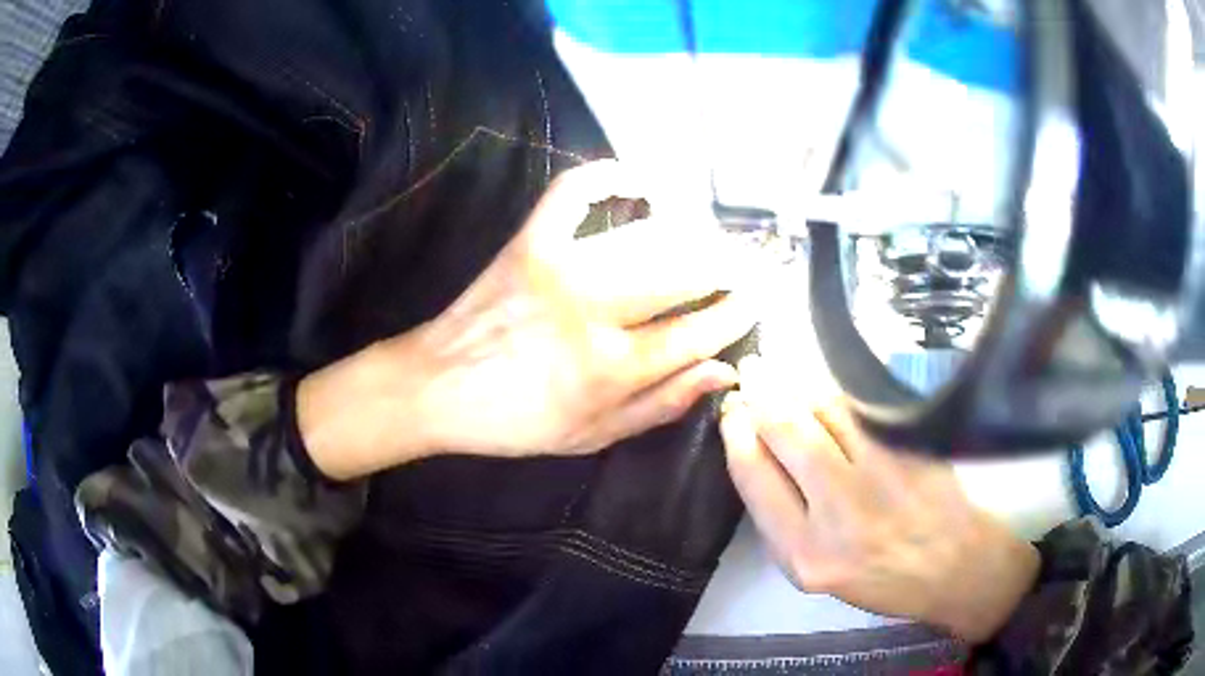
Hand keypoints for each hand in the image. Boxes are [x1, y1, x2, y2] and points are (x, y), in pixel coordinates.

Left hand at [300, 161, 757, 478]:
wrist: (436, 387)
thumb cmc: (514, 421)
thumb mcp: (591, 436)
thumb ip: (661, 405)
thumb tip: (724, 371)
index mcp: (610, 370)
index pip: (697, 332)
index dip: (738, 312)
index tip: (763, 297)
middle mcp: (593, 314)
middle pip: (684, 277)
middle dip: (731, 266)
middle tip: (755, 261)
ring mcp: (559, 269)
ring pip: (646, 239)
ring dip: (693, 234)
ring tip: (716, 237)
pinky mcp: (529, 242)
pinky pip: (573, 194)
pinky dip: (607, 177)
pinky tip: (638, 183)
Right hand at [720, 357, 1039, 642]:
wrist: (954, 567)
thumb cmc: (881, 578)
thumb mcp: (815, 573)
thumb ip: (782, 521)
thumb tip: (756, 454)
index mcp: (804, 553)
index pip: (753, 476)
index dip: (736, 434)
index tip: (732, 412)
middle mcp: (839, 512)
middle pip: (785, 431)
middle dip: (760, 394)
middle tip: (751, 372)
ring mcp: (882, 473)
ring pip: (824, 407)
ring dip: (798, 385)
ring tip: (784, 377)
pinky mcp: (911, 448)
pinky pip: (861, 407)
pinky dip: (836, 393)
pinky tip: (825, 392)